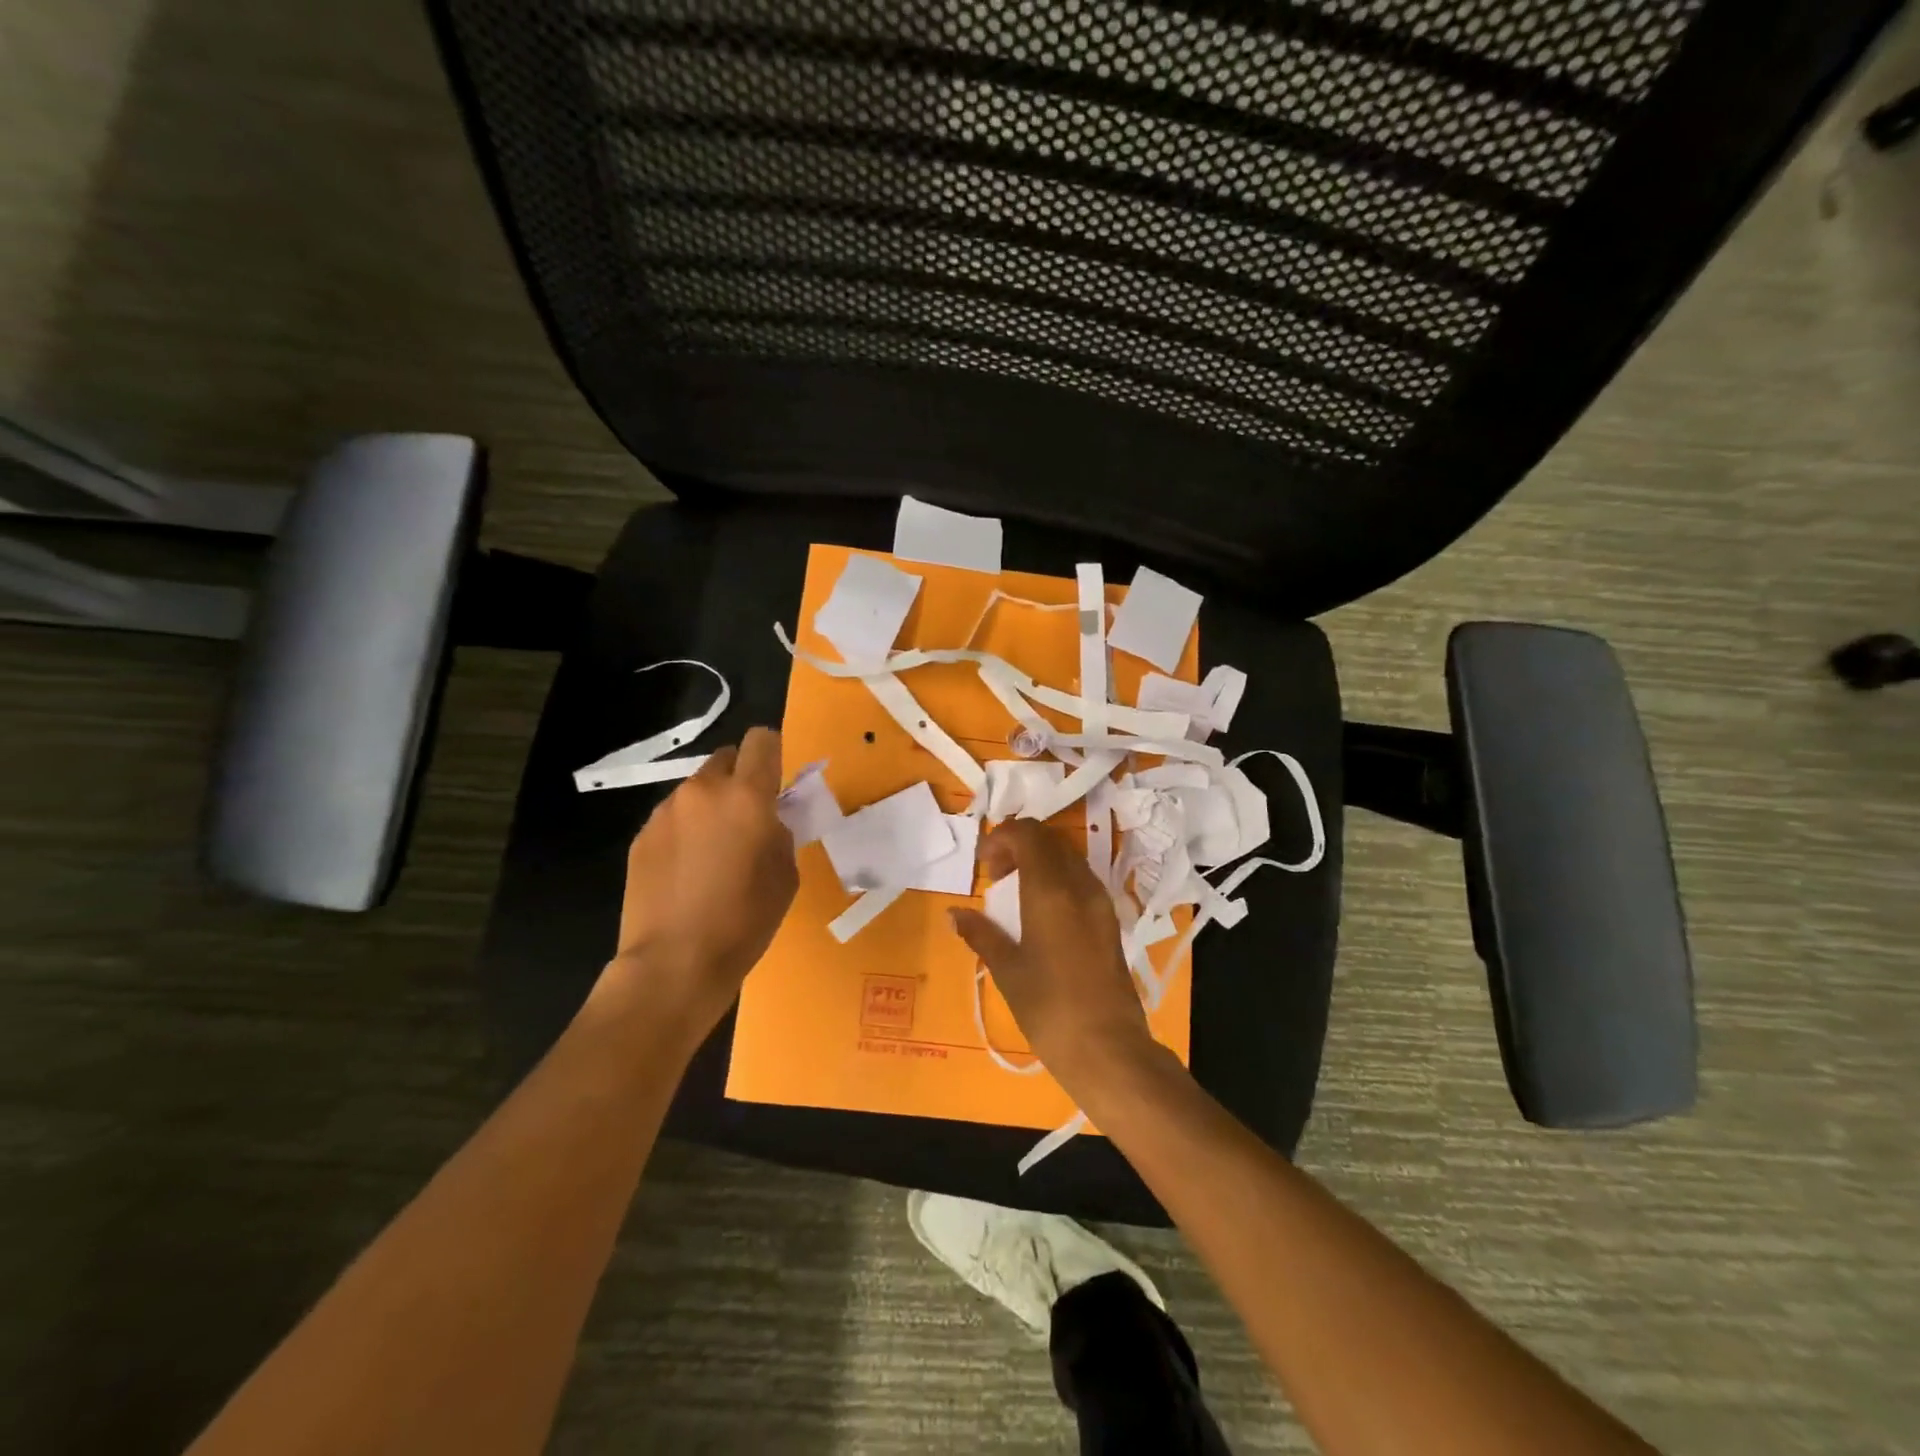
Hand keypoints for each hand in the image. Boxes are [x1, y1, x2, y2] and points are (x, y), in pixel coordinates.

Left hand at [597, 727, 798, 1037]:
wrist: (674, 963)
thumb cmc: (744, 921)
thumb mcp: (785, 875)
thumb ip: (779, 832)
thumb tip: (767, 820)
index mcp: (746, 796)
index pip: (761, 740)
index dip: (772, 753)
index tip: (776, 782)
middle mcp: (702, 791)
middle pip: (726, 759)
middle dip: (741, 779)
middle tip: (747, 821)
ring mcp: (666, 812)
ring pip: (697, 790)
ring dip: (711, 807)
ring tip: (713, 853)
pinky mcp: (641, 836)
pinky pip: (673, 818)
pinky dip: (685, 832)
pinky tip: (686, 872)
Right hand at [948, 820, 1158, 1096]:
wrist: (1108, 1048)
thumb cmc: (1049, 1008)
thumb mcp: (1007, 970)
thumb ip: (981, 934)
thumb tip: (954, 914)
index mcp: (1051, 889)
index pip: (1028, 834)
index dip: (1001, 838)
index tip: (985, 866)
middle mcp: (1080, 885)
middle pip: (1050, 839)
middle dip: (1019, 846)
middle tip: (997, 876)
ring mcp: (1100, 901)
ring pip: (1068, 857)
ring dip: (1040, 861)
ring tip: (1016, 895)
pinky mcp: (1110, 920)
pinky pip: (1081, 879)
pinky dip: (1057, 879)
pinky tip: (1041, 914)